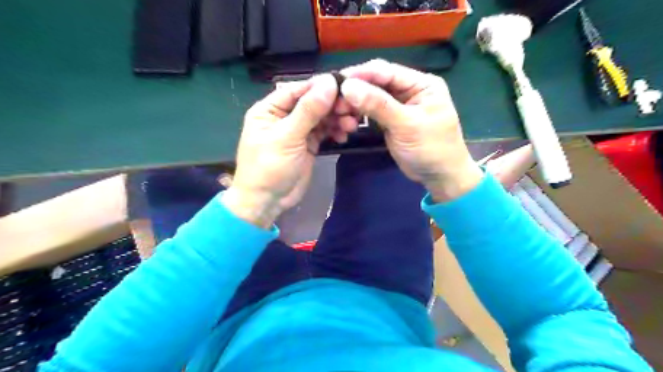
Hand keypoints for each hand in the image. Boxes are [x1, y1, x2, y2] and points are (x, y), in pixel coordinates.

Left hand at [223, 74, 341, 227]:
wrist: (267, 201)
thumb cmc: (269, 167)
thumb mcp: (287, 137)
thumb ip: (308, 111)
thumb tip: (329, 83)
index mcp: (270, 109)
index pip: (298, 90)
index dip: (321, 87)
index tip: (345, 86)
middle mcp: (284, 116)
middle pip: (312, 102)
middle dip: (332, 105)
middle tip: (351, 109)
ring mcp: (297, 131)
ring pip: (321, 117)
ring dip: (337, 119)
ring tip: (350, 125)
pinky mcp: (308, 144)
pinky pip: (324, 132)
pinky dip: (335, 131)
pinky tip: (343, 136)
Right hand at [341, 60, 482, 202]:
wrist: (439, 177)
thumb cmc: (431, 149)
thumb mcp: (406, 125)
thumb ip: (378, 105)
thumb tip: (347, 86)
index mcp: (421, 83)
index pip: (386, 71)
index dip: (360, 74)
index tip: (336, 82)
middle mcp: (410, 89)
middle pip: (377, 82)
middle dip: (356, 90)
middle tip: (334, 101)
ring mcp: (400, 105)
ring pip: (372, 97)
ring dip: (355, 103)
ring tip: (338, 111)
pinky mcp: (391, 120)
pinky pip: (372, 111)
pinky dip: (360, 114)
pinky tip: (348, 118)